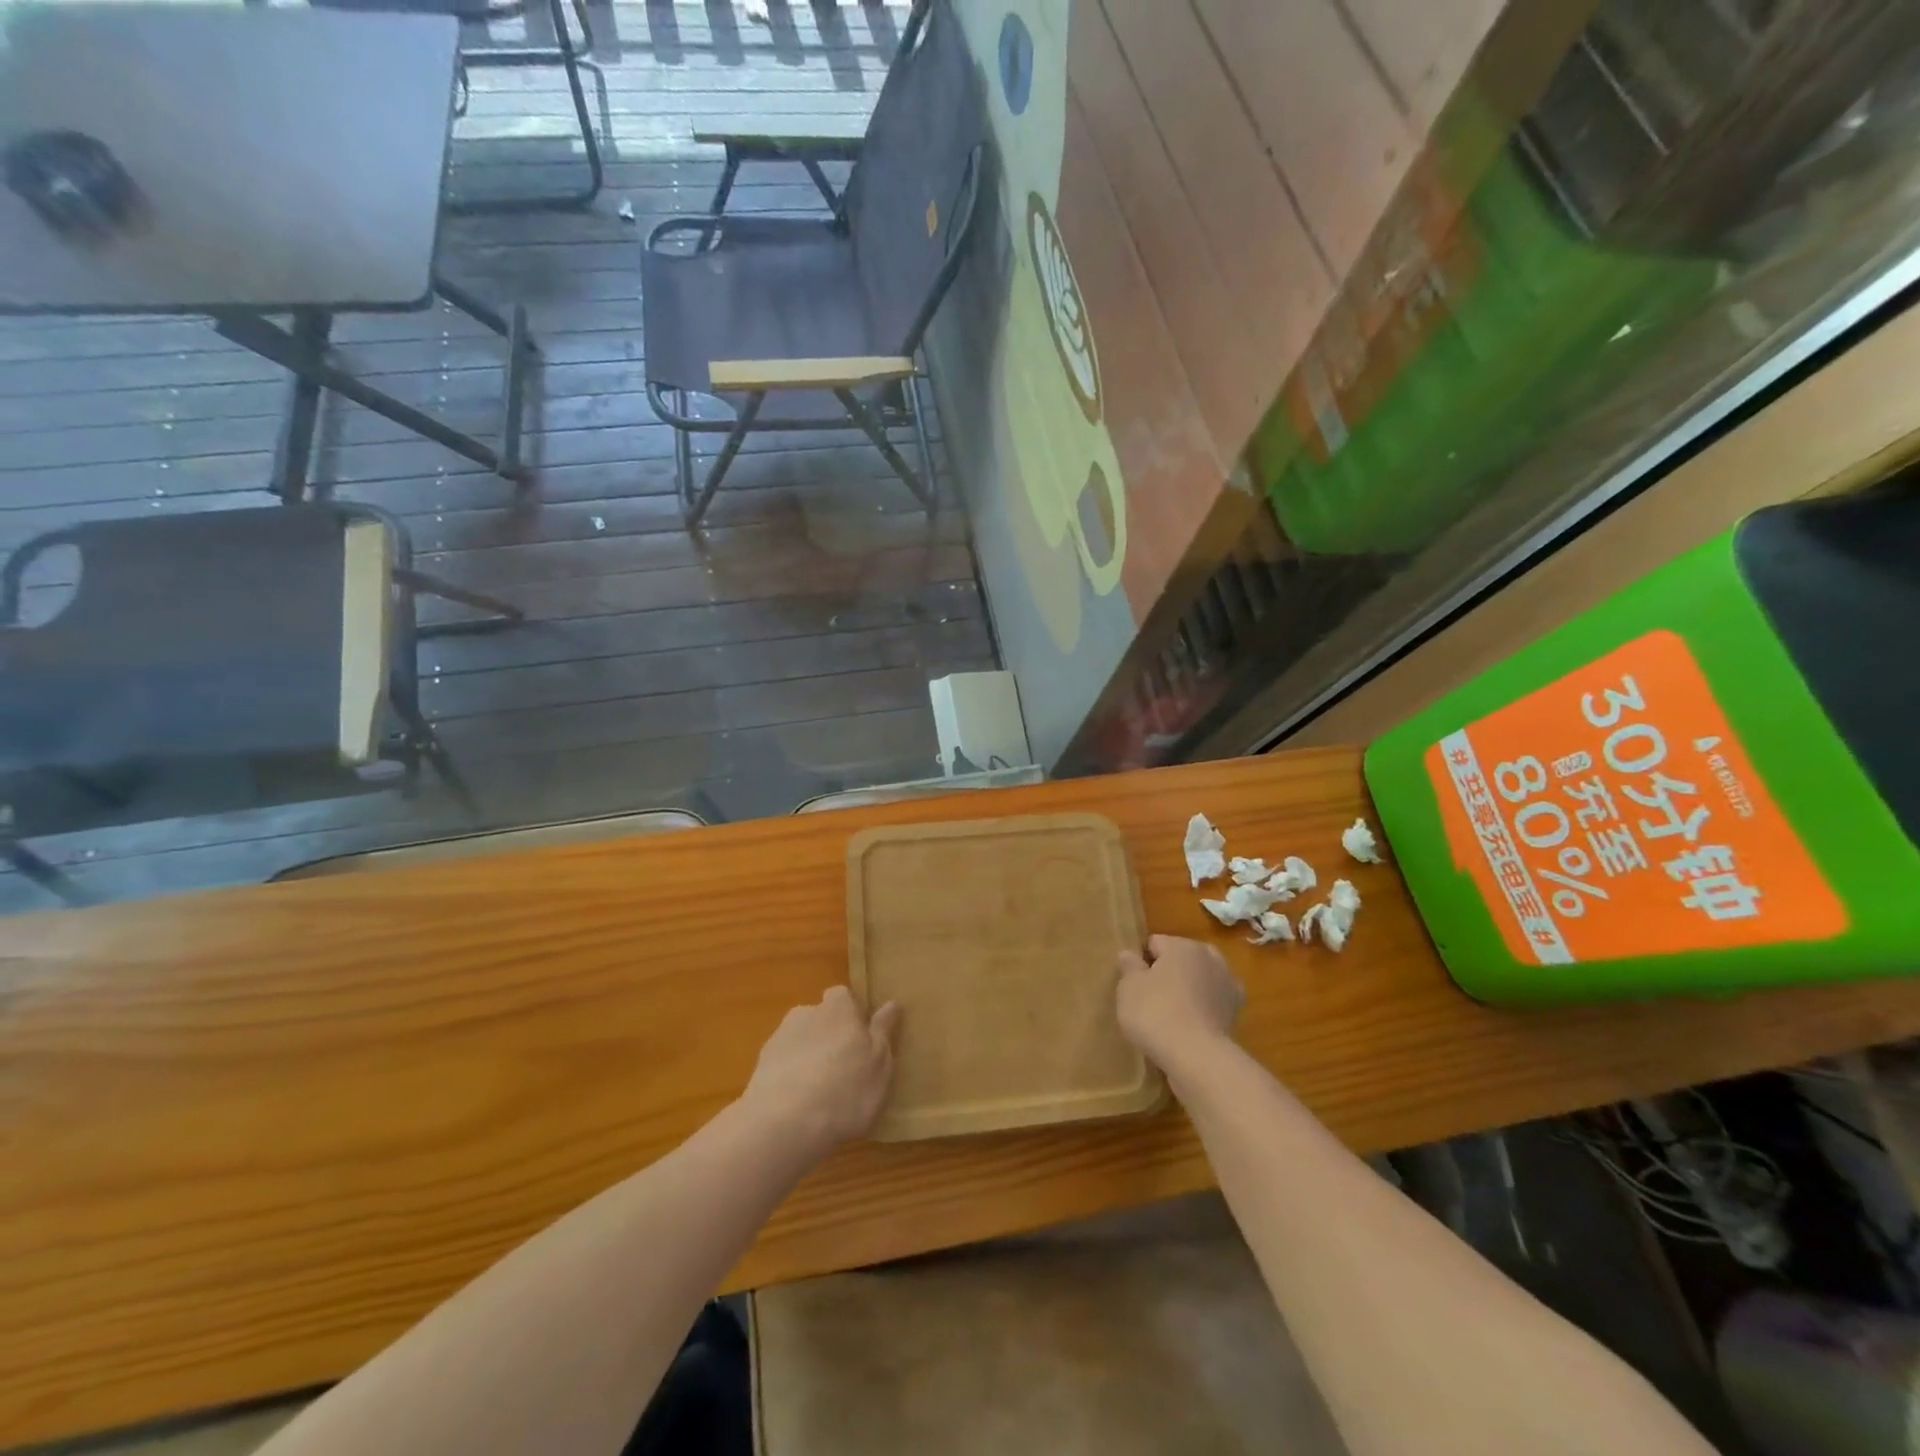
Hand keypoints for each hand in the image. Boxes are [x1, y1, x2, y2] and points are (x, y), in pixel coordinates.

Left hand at [741, 987, 901, 1154]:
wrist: (783, 1123)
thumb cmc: (845, 1089)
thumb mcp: (879, 1063)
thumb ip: (884, 1031)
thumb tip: (892, 1003)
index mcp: (838, 1007)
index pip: (845, 997)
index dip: (853, 1015)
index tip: (862, 1041)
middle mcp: (807, 1013)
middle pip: (821, 1018)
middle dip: (830, 1037)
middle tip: (844, 1070)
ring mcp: (779, 1039)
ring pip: (800, 1043)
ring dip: (808, 1059)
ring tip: (820, 1094)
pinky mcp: (759, 1068)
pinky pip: (782, 1067)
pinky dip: (790, 1079)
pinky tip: (798, 1107)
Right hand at [1116, 935, 1244, 1074]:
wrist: (1197, 1057)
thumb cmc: (1156, 1012)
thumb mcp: (1128, 988)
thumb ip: (1129, 967)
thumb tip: (1129, 954)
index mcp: (1183, 946)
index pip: (1155, 944)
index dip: (1141, 961)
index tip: (1132, 982)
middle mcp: (1210, 958)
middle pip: (1182, 959)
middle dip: (1170, 972)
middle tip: (1151, 996)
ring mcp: (1228, 986)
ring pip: (1201, 980)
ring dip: (1190, 989)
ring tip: (1171, 1013)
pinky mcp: (1236, 1013)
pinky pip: (1213, 1004)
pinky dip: (1204, 1009)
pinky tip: (1191, 1026)